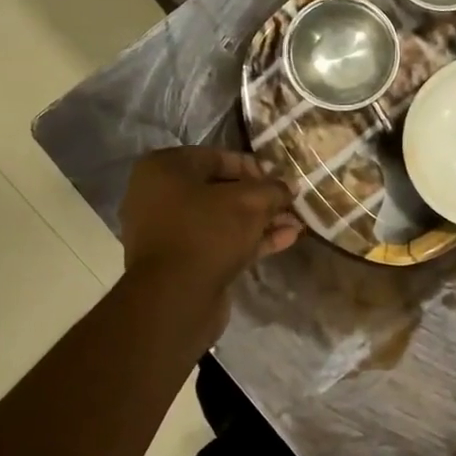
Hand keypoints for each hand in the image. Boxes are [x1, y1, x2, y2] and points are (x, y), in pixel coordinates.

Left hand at [119, 148, 300, 322]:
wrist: (174, 298)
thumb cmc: (207, 232)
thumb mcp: (250, 202)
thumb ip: (274, 189)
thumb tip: (289, 185)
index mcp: (164, 169)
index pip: (218, 157)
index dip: (255, 167)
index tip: (282, 179)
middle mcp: (159, 196)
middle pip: (220, 190)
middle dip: (260, 198)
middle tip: (290, 203)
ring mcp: (168, 231)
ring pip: (222, 219)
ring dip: (260, 220)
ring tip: (296, 223)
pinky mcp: (181, 261)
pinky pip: (219, 242)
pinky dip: (249, 240)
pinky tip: (286, 240)